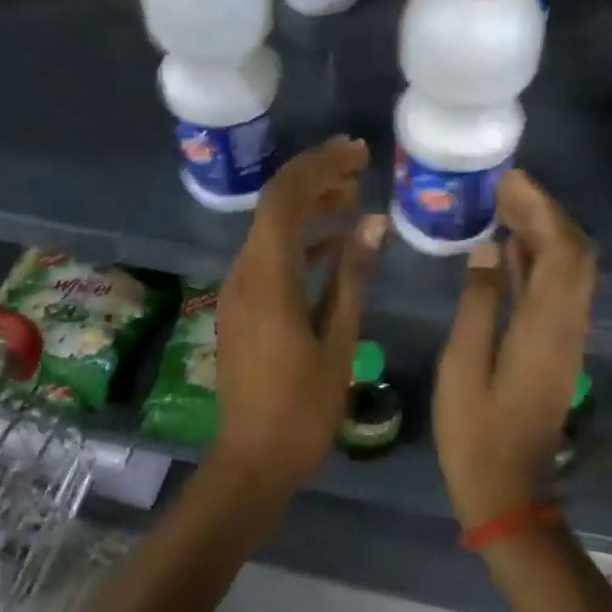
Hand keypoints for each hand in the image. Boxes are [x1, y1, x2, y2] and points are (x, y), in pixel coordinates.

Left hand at [210, 137, 386, 499]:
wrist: (254, 459)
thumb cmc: (304, 408)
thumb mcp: (339, 340)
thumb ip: (353, 277)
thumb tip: (372, 223)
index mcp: (267, 280)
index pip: (284, 200)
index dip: (318, 167)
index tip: (357, 152)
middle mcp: (244, 275)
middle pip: (274, 207)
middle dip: (315, 179)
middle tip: (359, 164)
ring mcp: (238, 292)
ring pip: (271, 231)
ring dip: (309, 208)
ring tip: (353, 194)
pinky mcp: (242, 308)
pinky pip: (269, 259)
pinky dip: (300, 242)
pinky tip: (334, 241)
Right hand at [433, 170, 596, 530]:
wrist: (509, 490)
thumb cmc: (474, 434)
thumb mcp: (462, 367)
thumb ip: (476, 303)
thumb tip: (485, 248)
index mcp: (544, 328)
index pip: (561, 251)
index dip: (540, 209)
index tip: (508, 181)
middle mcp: (567, 326)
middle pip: (575, 254)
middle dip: (546, 212)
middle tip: (503, 188)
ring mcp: (567, 338)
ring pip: (572, 270)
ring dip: (545, 233)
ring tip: (504, 206)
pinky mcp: (559, 348)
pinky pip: (559, 290)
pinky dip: (539, 261)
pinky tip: (508, 250)